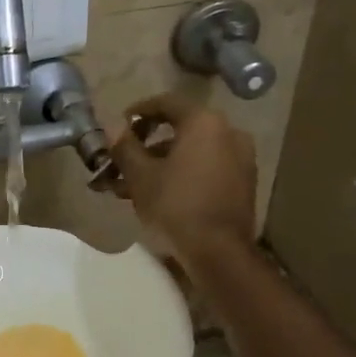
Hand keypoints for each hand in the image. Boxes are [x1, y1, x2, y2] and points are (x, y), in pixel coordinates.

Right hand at [110, 92, 256, 259]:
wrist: (220, 253)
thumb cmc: (176, 206)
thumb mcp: (140, 176)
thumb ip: (125, 146)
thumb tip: (112, 126)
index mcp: (204, 123)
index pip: (166, 103)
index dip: (138, 111)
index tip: (119, 126)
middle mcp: (228, 133)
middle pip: (180, 129)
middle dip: (147, 144)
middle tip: (122, 159)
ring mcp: (240, 159)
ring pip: (192, 152)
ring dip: (161, 162)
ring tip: (132, 185)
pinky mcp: (243, 183)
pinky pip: (206, 167)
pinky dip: (183, 173)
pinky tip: (159, 194)